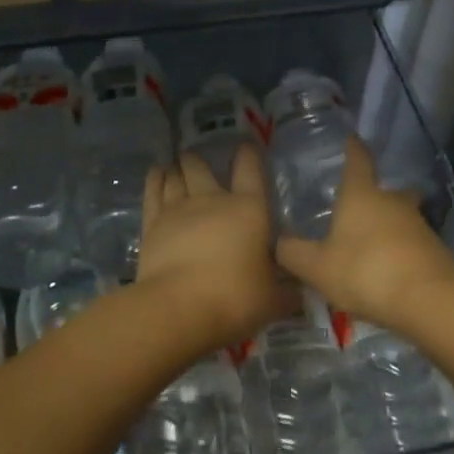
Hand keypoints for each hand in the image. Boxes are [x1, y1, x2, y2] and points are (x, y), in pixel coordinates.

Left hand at [137, 147, 290, 353]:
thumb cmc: (235, 298)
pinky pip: (153, 191)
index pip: (250, 171)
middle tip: (198, 157)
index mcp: (248, 209)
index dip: (249, 155)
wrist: (179, 307)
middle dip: (201, 160)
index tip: (247, 146)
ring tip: (177, 164)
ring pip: (176, 176)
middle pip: (202, 167)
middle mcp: (212, 200)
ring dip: (178, 168)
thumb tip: (300, 290)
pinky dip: (155, 178)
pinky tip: (156, 172)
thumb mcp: (273, 299)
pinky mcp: (152, 223)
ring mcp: (178, 208)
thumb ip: (287, 291)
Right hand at [274, 138, 453, 331]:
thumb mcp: (317, 267)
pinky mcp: (435, 251)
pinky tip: (387, 274)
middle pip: (385, 190)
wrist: (430, 301)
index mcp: (361, 195)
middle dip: (373, 196)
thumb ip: (293, 253)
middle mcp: (392, 202)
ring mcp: (419, 225)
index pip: (358, 160)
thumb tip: (277, 242)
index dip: (353, 148)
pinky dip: (399, 253)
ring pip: (400, 218)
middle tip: (357, 208)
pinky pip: (411, 245)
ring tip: (367, 248)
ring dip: (386, 228)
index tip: (352, 138)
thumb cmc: (365, 271)